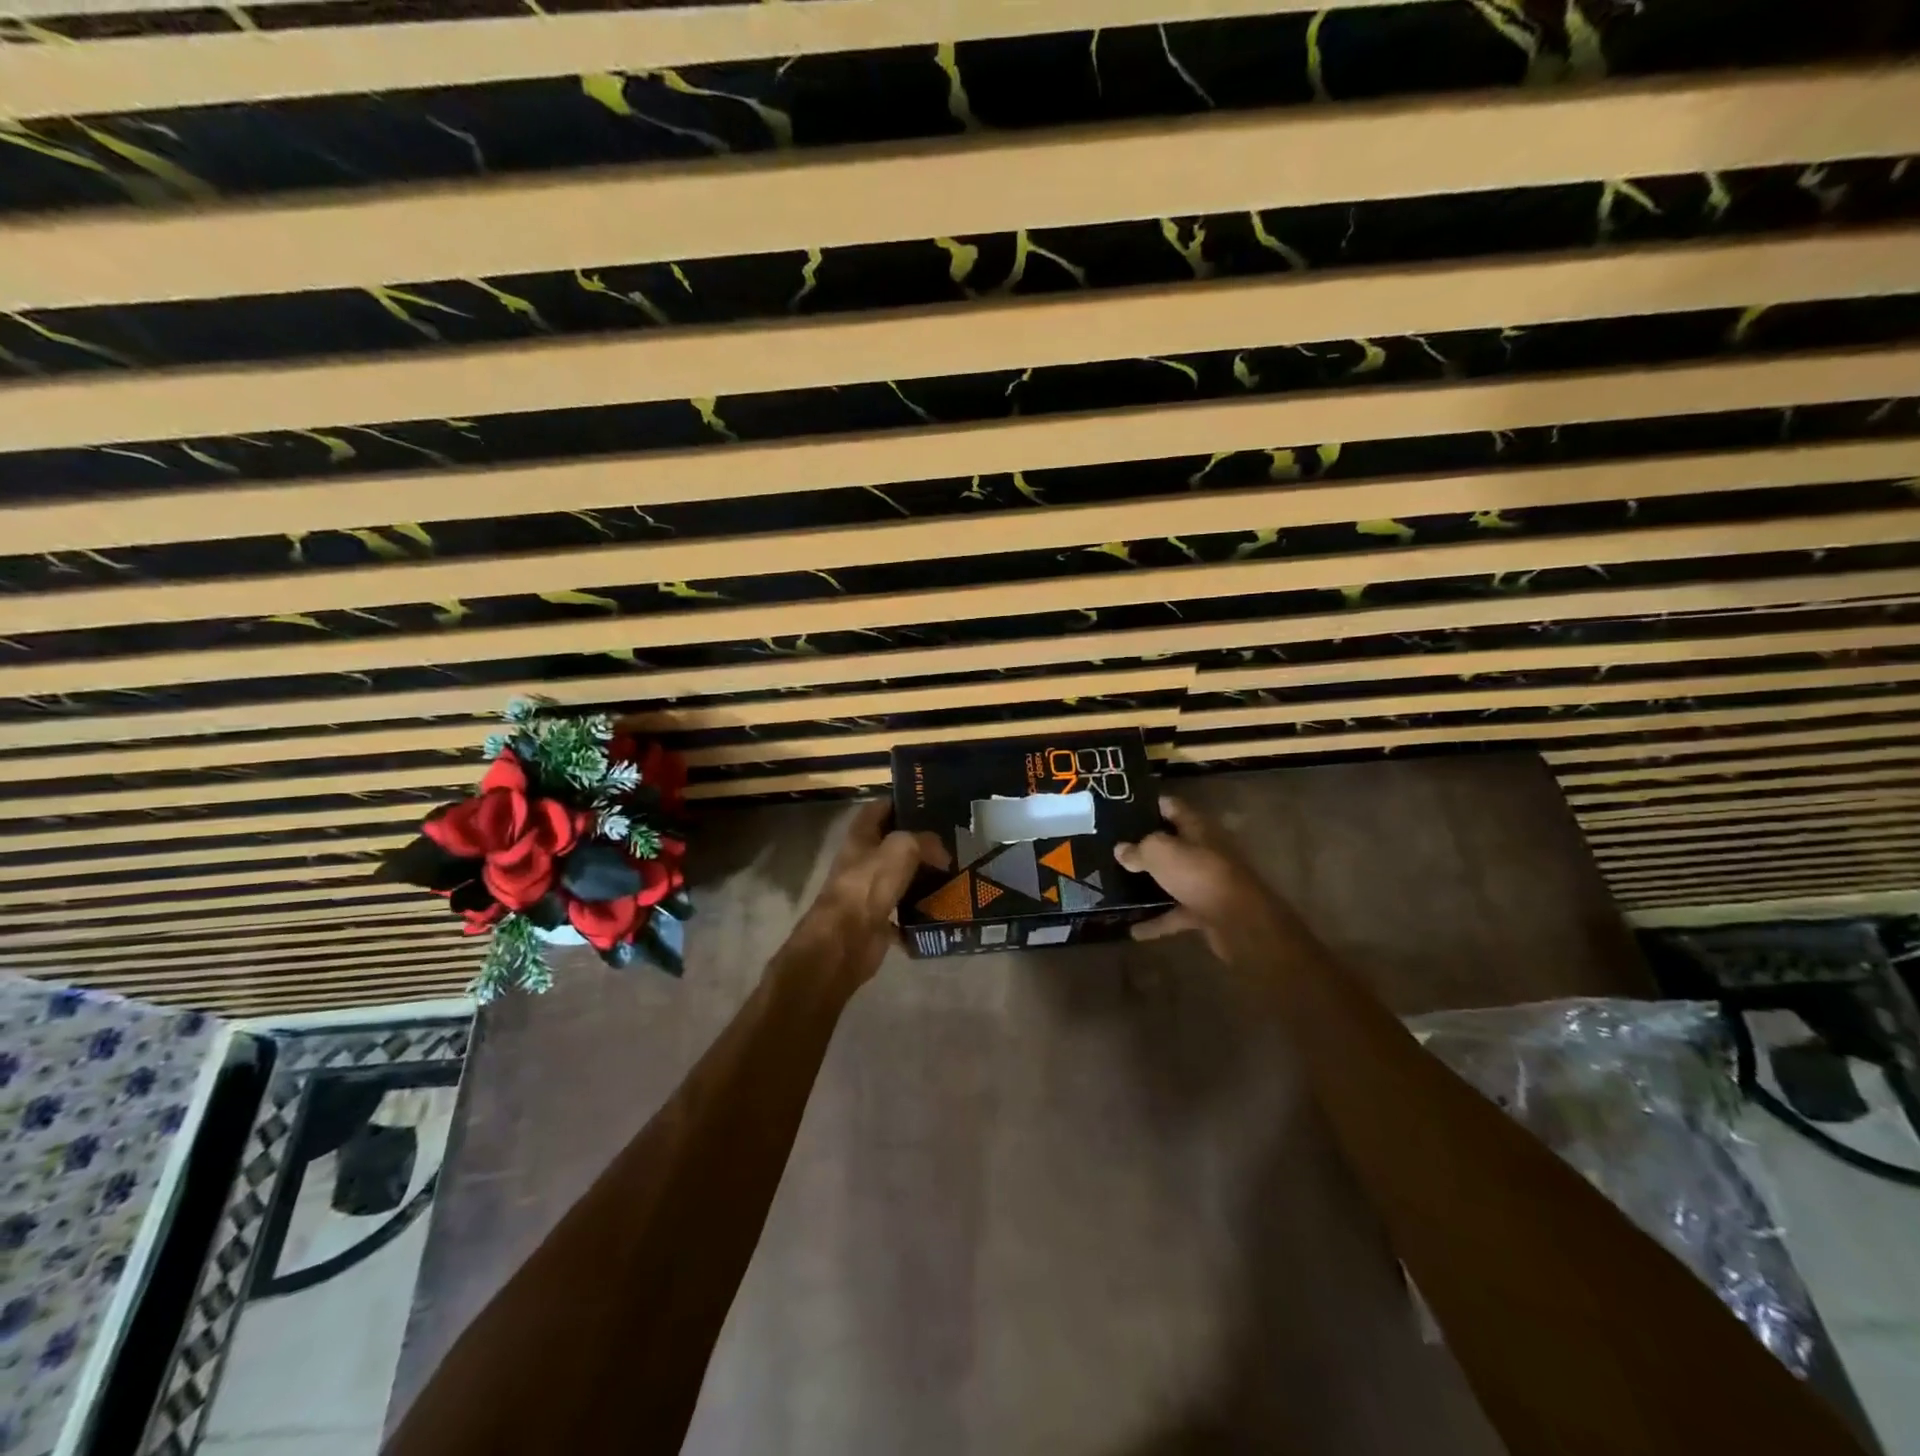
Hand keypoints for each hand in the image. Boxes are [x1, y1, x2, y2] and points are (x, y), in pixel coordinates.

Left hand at [791, 799, 947, 987]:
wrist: (846, 940)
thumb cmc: (868, 885)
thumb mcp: (902, 848)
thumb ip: (924, 841)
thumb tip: (942, 854)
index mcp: (860, 837)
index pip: (879, 808)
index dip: (902, 803)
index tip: (931, 804)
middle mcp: (862, 861)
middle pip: (892, 844)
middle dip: (919, 842)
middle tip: (952, 841)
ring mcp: (868, 891)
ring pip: (900, 877)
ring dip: (922, 876)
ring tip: (954, 871)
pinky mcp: (877, 919)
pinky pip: (904, 911)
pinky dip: (921, 911)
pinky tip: (944, 907)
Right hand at [1114, 796, 1283, 962]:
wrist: (1238, 920)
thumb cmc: (1198, 873)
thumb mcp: (1159, 852)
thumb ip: (1138, 848)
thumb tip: (1121, 850)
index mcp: (1196, 827)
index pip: (1171, 807)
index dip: (1149, 805)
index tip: (1123, 808)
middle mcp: (1204, 851)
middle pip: (1172, 843)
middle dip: (1146, 846)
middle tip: (1115, 848)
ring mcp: (1206, 882)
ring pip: (1173, 879)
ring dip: (1151, 884)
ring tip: (1119, 884)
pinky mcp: (1207, 910)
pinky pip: (1176, 913)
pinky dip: (1157, 921)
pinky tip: (1134, 931)